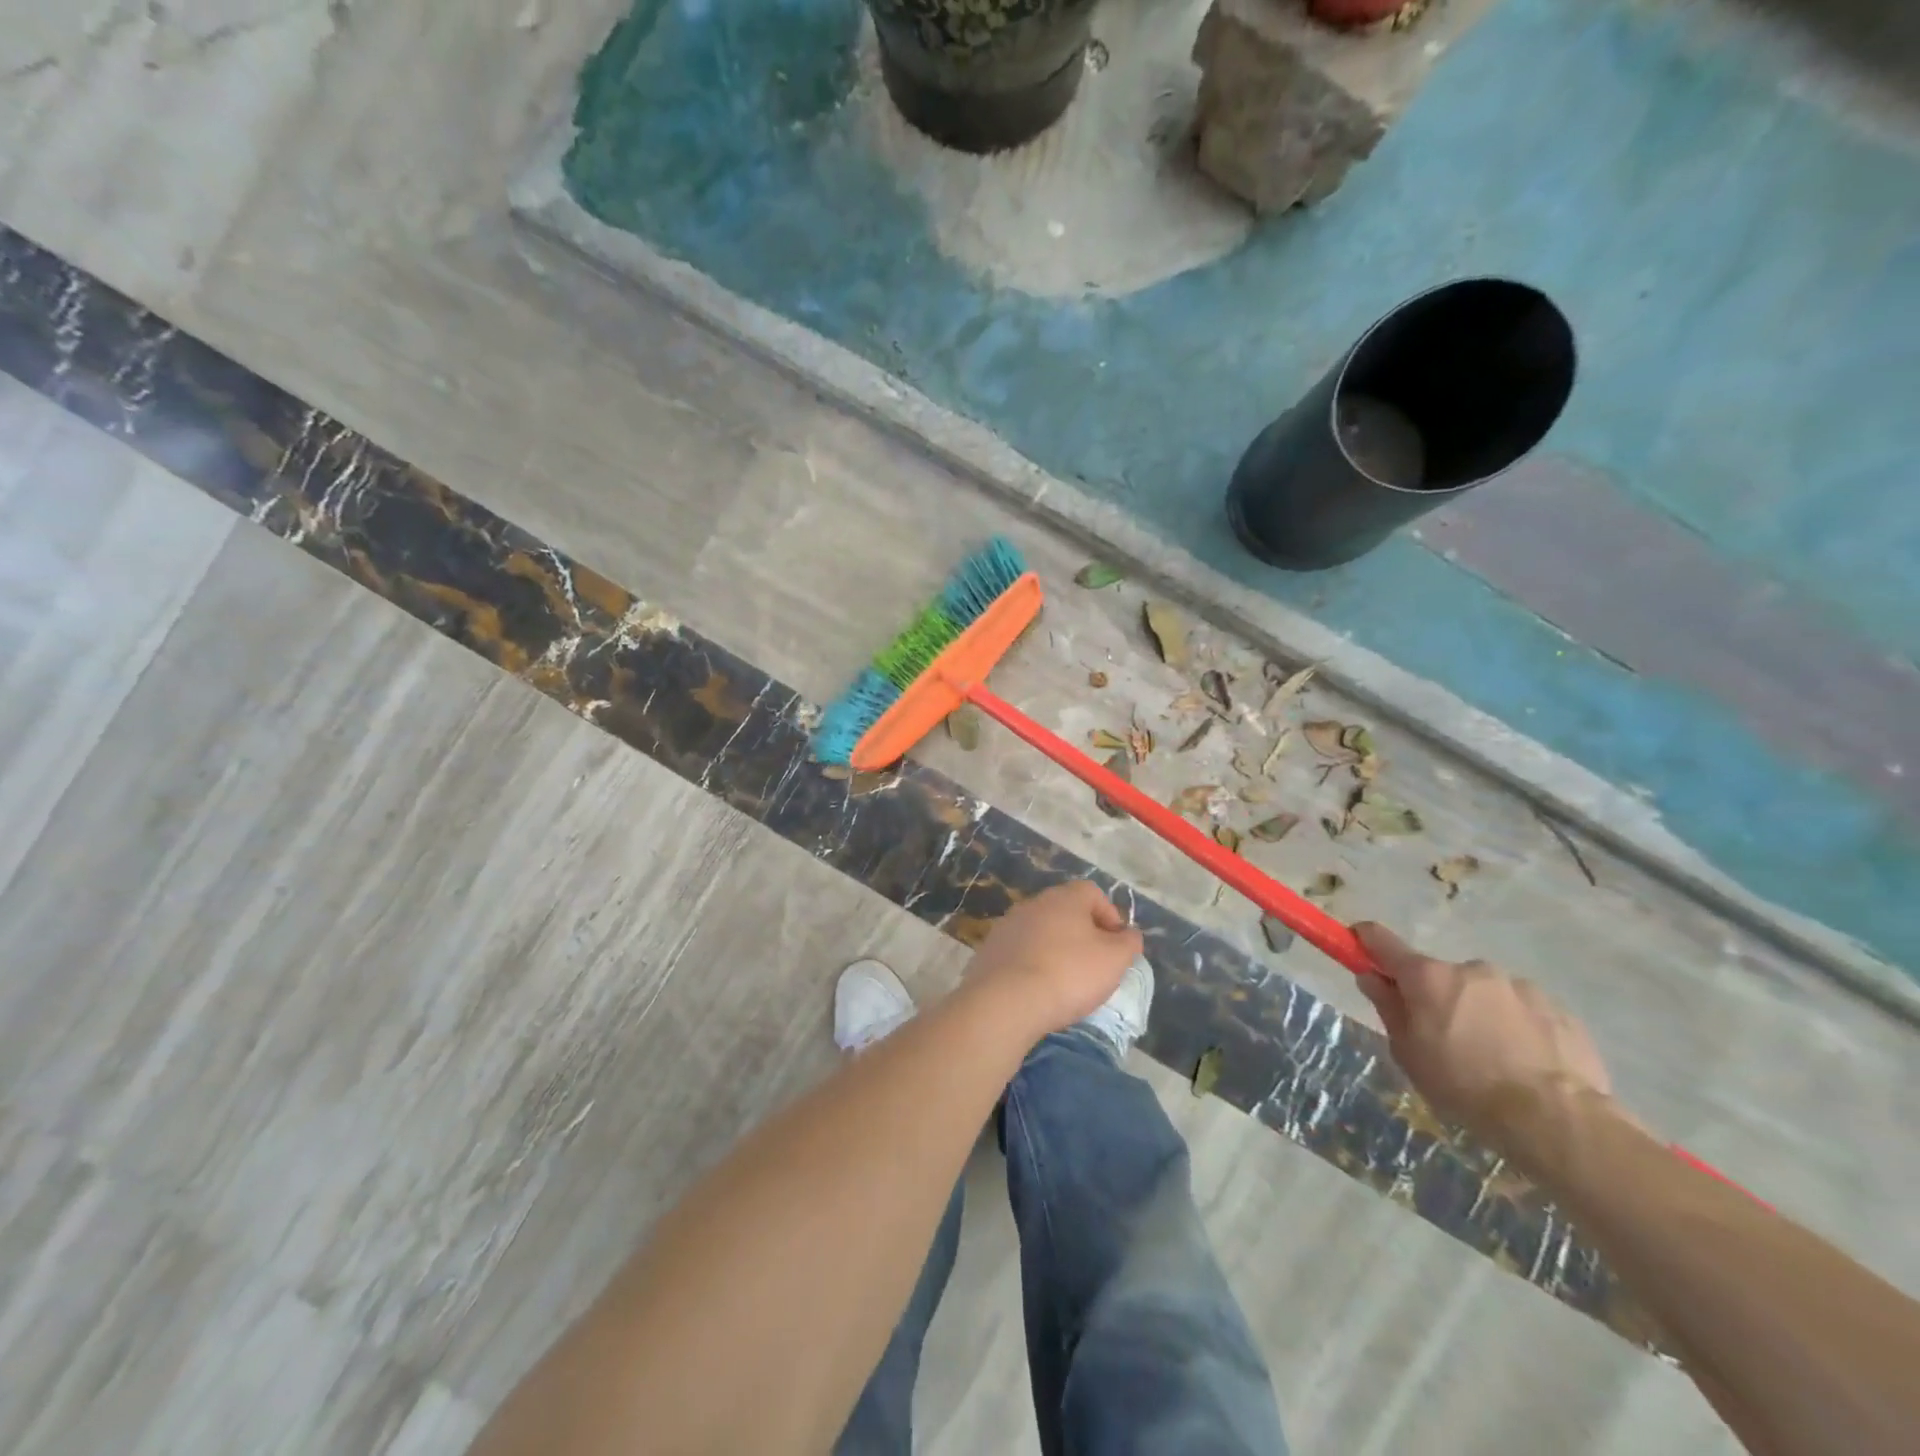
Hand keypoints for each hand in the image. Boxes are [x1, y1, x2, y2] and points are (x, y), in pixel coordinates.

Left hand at [966, 881, 1143, 1042]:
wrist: (1006, 1001)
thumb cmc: (1069, 974)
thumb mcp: (1114, 960)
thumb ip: (1128, 942)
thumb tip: (1129, 934)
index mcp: (1064, 897)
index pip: (1092, 893)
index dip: (1110, 916)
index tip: (1117, 945)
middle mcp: (1034, 903)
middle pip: (1065, 910)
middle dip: (1082, 933)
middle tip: (1094, 963)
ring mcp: (1007, 925)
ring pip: (1041, 931)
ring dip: (1056, 948)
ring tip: (1066, 980)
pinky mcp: (990, 950)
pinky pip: (1020, 951)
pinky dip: (1032, 963)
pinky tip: (1038, 988)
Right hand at [1352, 923, 1615, 1155]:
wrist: (1555, 1119)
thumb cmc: (1463, 1086)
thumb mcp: (1408, 1053)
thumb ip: (1388, 1008)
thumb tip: (1372, 978)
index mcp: (1427, 977)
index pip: (1382, 941)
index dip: (1365, 940)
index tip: (1358, 946)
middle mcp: (1471, 968)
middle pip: (1440, 975)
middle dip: (1436, 997)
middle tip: (1443, 1038)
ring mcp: (1518, 985)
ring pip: (1484, 992)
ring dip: (1480, 1012)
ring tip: (1494, 1059)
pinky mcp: (1558, 1008)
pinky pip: (1523, 1010)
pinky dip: (1517, 1027)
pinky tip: (1525, 1063)